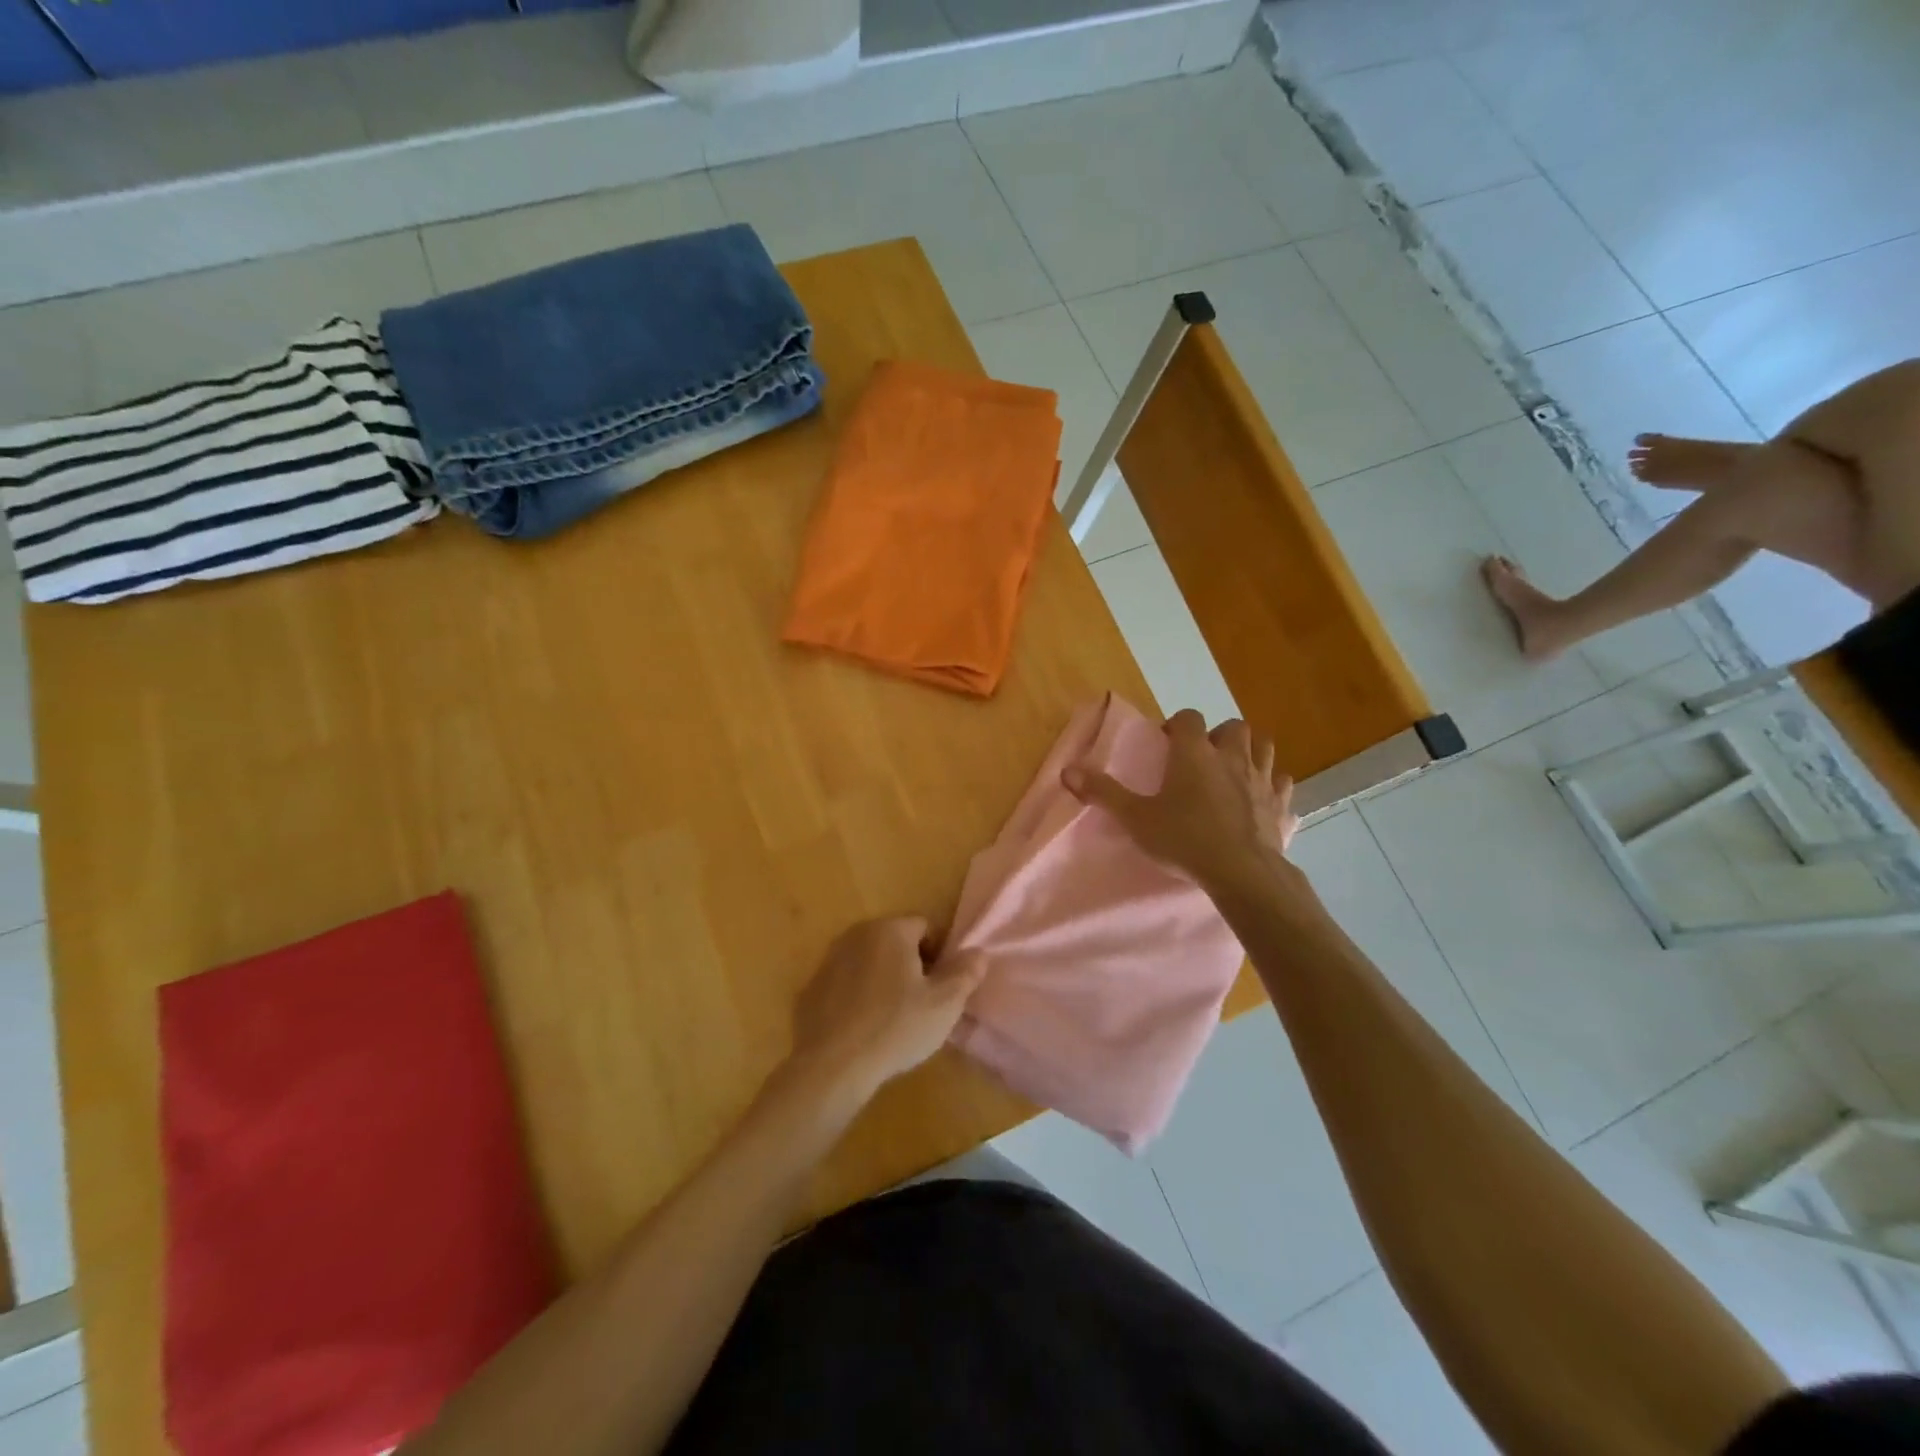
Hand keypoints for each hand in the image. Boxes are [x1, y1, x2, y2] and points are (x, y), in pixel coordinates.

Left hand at [785, 917, 986, 1102]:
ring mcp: (829, 960)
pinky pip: (845, 984)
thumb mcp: (944, 1004)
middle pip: (895, 941)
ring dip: (882, 980)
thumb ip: (965, 973)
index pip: (925, 927)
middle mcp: (857, 934)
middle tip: (921, 1004)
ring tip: (892, 1019)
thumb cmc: (895, 1027)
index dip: (939, 955)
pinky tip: (863, 1029)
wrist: (831, 1065)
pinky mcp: (810, 988)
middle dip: (910, 965)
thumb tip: (978, 952)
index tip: (941, 986)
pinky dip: (856, 997)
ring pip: (868, 962)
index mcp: (890, 930)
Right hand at [1063, 710, 1301, 897]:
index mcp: (1194, 753)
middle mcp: (1231, 756)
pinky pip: (1281, 781)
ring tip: (1232, 770)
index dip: (1177, 725)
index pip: (1189, 718)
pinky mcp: (1280, 803)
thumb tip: (1067, 770)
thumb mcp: (1136, 817)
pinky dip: (1271, 783)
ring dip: (1249, 751)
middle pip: (1232, 726)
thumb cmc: (1184, 839)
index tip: (1167, 743)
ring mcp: (1261, 778)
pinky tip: (1260, 796)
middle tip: (1202, 758)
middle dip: (1218, 735)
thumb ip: (1103, 792)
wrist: (1241, 872)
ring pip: (1263, 746)